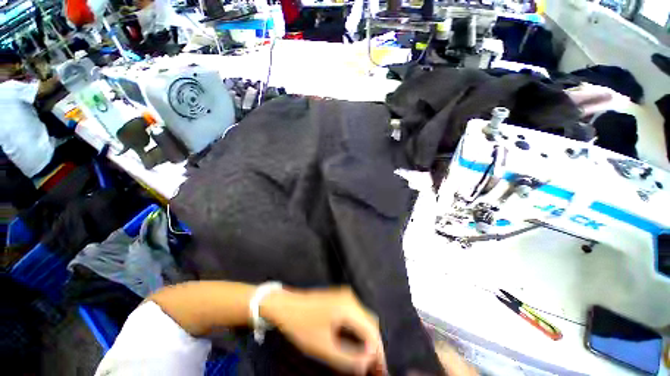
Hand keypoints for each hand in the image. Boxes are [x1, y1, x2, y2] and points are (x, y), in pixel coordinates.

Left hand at [261, 287, 385, 374]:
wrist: (284, 305)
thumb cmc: (301, 325)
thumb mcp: (323, 347)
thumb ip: (348, 358)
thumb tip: (367, 364)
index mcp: (348, 307)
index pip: (372, 331)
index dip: (379, 354)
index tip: (381, 372)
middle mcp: (350, 298)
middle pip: (370, 324)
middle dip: (375, 348)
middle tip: (376, 370)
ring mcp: (344, 297)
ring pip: (364, 320)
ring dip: (367, 340)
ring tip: (367, 362)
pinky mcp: (339, 299)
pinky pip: (355, 316)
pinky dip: (359, 332)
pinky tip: (356, 346)